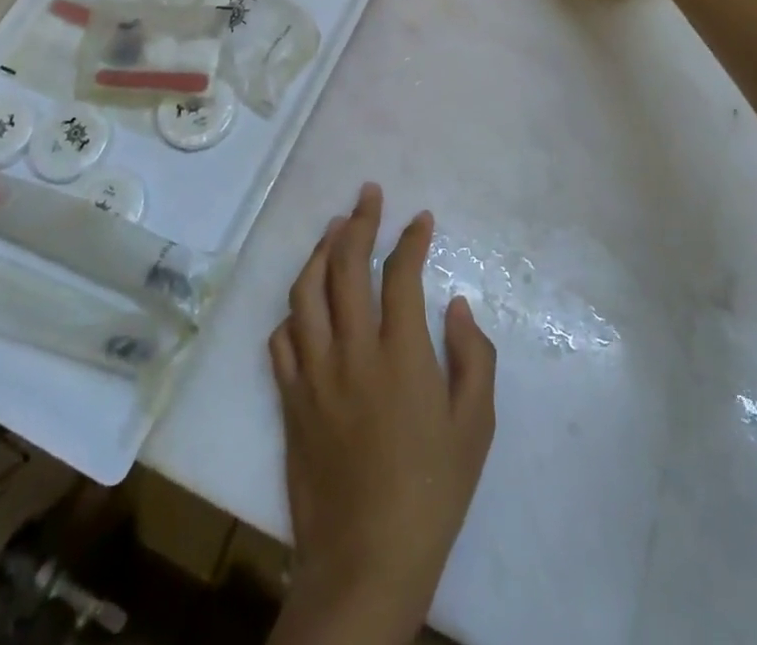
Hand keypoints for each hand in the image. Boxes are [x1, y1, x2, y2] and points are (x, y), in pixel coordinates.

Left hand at [267, 184, 496, 644]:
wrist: (367, 562)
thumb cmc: (432, 493)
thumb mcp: (474, 427)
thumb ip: (472, 357)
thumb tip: (455, 305)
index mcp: (401, 354)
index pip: (400, 273)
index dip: (410, 238)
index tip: (420, 219)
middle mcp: (352, 351)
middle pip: (346, 266)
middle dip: (359, 221)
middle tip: (369, 194)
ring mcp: (314, 373)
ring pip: (306, 292)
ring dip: (319, 251)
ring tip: (334, 228)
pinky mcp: (290, 399)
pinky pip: (282, 339)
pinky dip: (293, 311)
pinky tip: (305, 302)